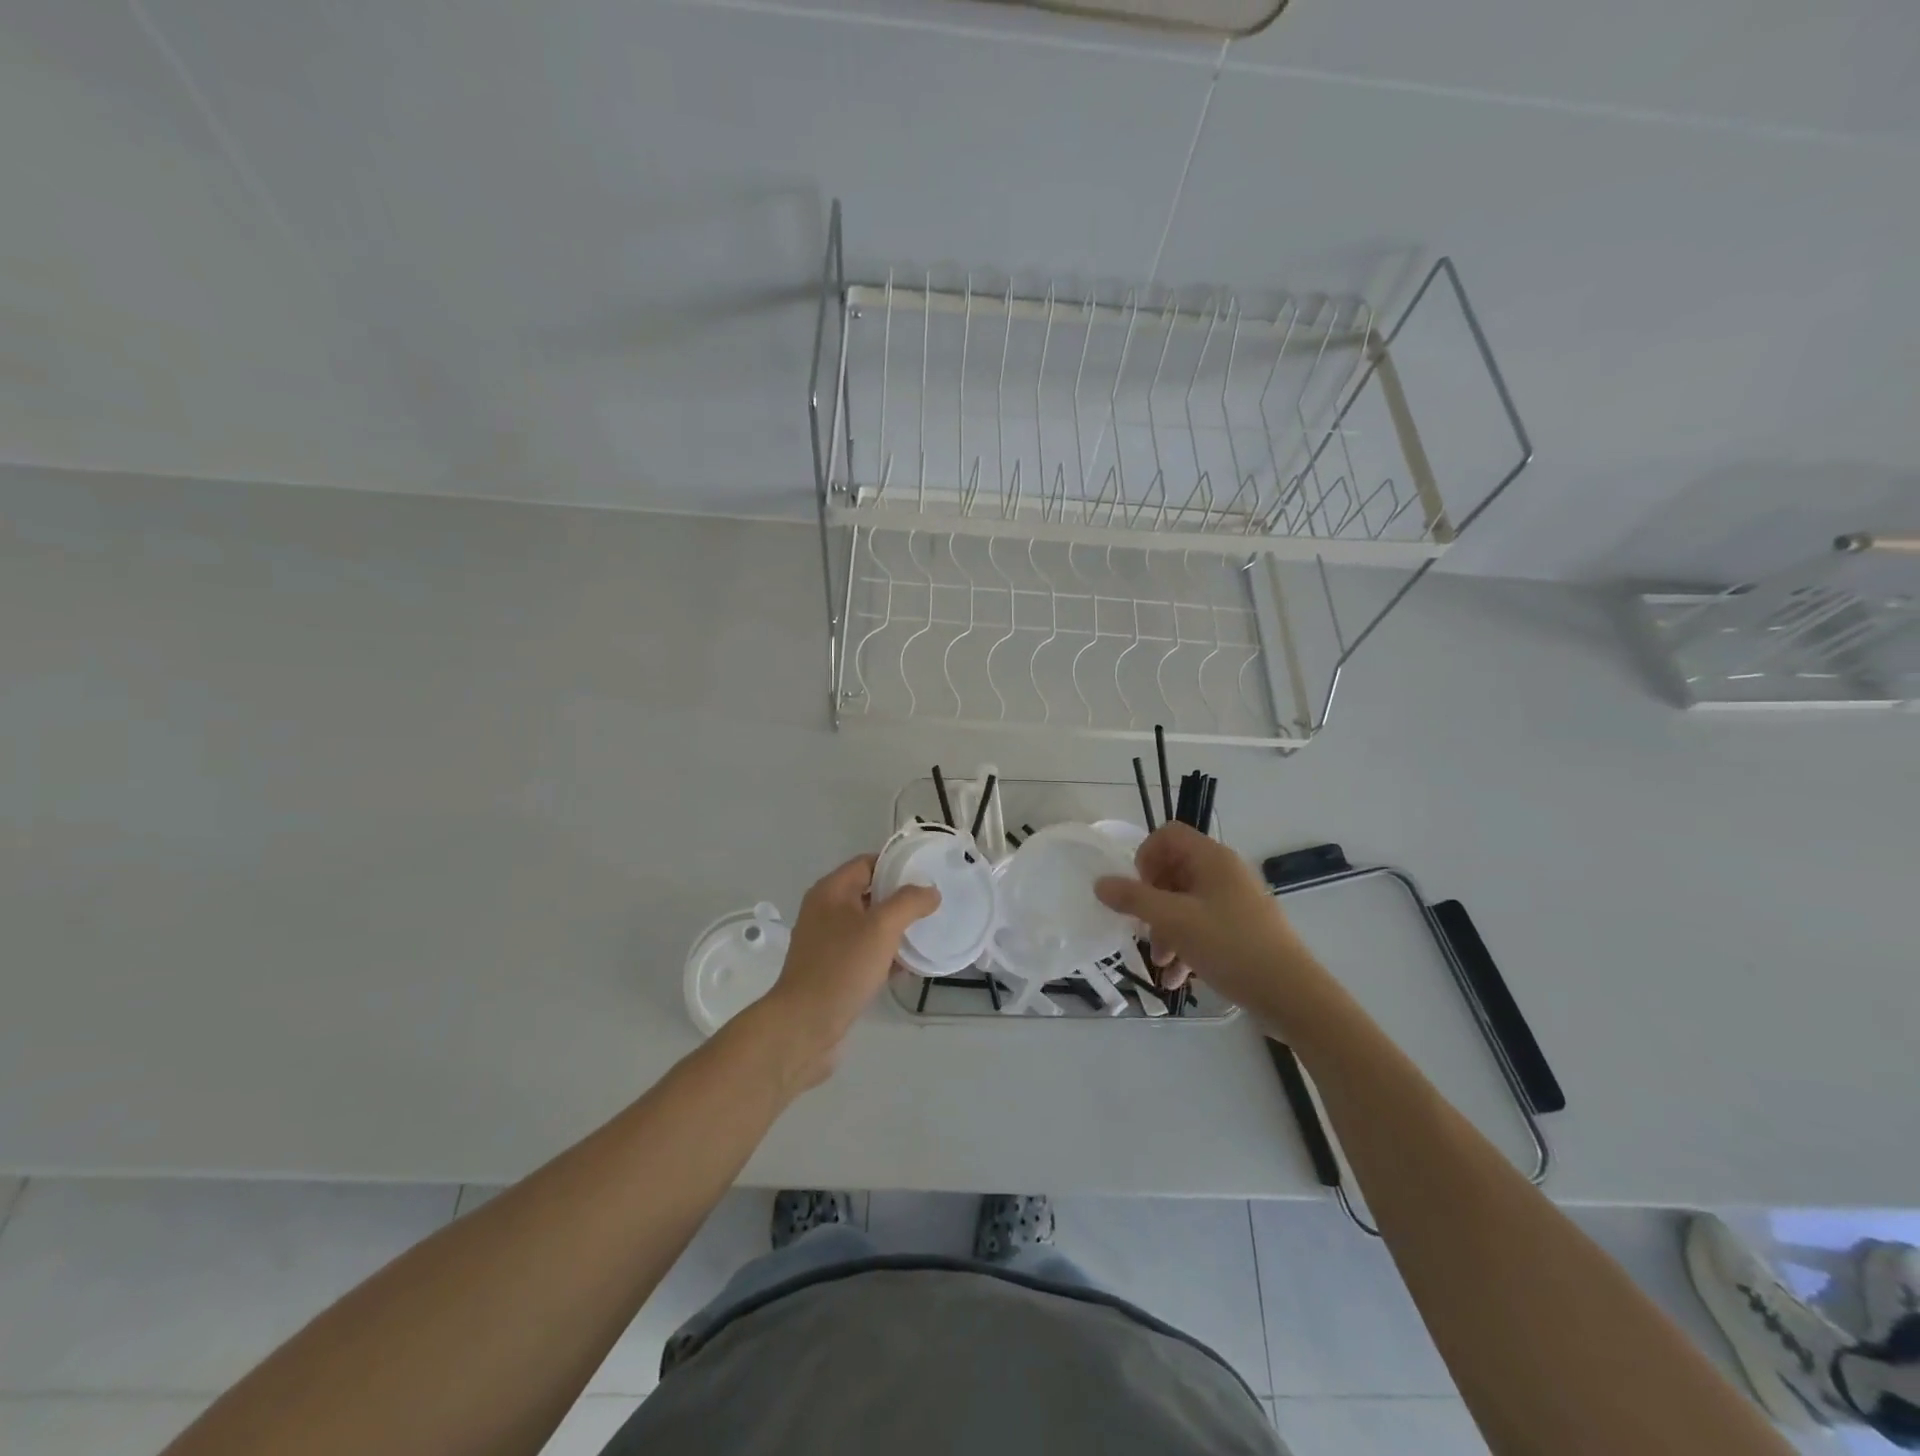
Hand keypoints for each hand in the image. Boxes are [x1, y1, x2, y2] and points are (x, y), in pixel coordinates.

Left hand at [756, 856, 938, 1087]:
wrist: (804, 1026)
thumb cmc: (842, 967)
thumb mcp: (882, 928)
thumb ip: (909, 903)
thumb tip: (930, 891)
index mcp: (831, 891)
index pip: (867, 863)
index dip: (896, 865)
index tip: (927, 874)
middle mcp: (825, 911)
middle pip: (869, 894)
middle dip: (900, 899)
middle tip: (932, 905)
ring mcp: (826, 942)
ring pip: (868, 926)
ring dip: (895, 929)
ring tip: (926, 935)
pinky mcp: (831, 970)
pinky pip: (863, 952)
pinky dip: (884, 955)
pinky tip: (908, 967)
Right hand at [1095, 823, 1320, 1017]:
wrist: (1292, 995)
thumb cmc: (1230, 946)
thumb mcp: (1174, 921)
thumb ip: (1133, 899)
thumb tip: (1100, 882)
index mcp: (1212, 859)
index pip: (1168, 835)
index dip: (1145, 856)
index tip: (1137, 890)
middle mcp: (1224, 873)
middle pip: (1174, 871)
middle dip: (1151, 903)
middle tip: (1142, 929)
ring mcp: (1235, 902)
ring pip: (1186, 904)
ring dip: (1165, 931)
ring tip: (1161, 965)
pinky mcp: (1242, 930)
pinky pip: (1203, 927)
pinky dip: (1186, 946)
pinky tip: (1177, 980)